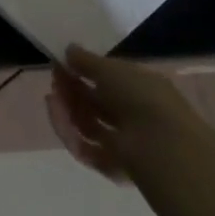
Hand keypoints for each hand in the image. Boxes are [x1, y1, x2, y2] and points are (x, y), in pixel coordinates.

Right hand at [47, 46, 197, 184]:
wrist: (162, 146)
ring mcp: (124, 141)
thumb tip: (68, 50)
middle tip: (54, 83)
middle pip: (94, 103)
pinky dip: (70, 136)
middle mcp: (133, 114)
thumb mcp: (110, 69)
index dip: (82, 71)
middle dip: (70, 92)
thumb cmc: (139, 97)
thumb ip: (85, 60)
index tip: (60, 65)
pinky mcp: (113, 165)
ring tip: (52, 101)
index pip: (106, 79)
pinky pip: (86, 149)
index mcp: (139, 87)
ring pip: (87, 125)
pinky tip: (60, 122)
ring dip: (66, 112)